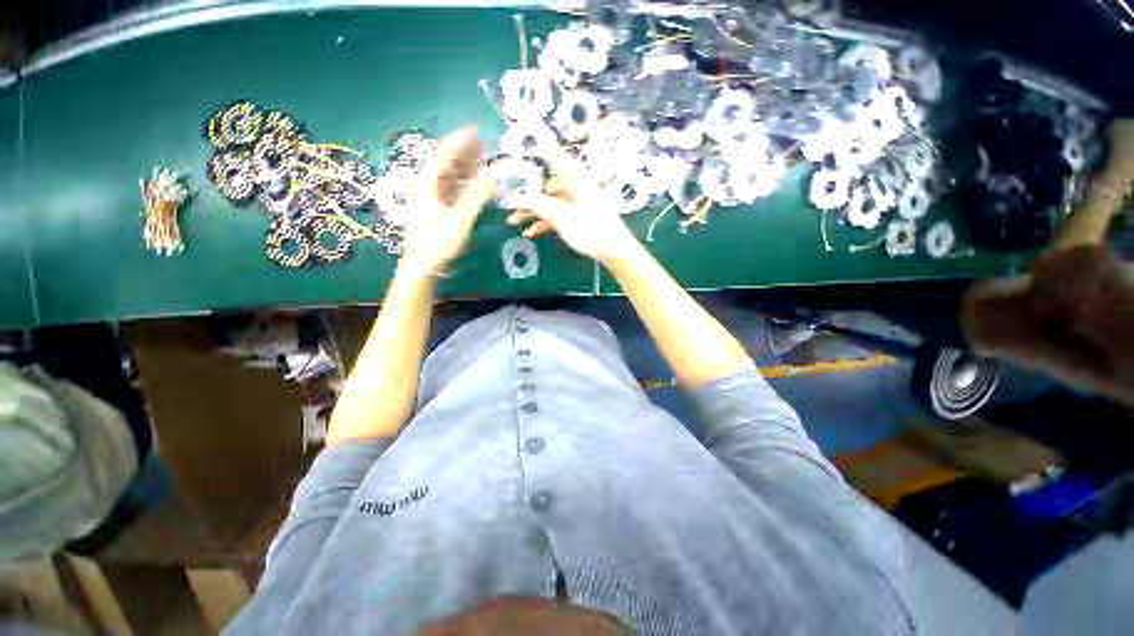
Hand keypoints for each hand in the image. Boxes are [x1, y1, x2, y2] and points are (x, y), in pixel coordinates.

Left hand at [400, 127, 495, 271]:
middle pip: (445, 162)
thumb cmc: (439, 242)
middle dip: (464, 152)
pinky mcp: (438, 208)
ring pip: (449, 175)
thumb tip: (493, 177)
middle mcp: (428, 187)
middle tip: (484, 145)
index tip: (475, 132)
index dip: (459, 142)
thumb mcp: (459, 220)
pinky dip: (465, 182)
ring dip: (465, 166)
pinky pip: (452, 187)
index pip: (443, 156)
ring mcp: (432, 198)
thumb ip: (476, 197)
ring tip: (483, 160)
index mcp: (428, 185)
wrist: (423, 265)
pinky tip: (475, 182)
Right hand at [506, 148, 639, 264]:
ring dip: (532, 212)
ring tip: (513, 222)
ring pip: (550, 202)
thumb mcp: (562, 218)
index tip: (524, 136)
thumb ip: (540, 205)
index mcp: (575, 179)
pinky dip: (544, 222)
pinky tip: (531, 232)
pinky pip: (558, 215)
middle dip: (527, 196)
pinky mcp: (579, 216)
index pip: (554, 156)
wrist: (615, 251)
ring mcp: (578, 203)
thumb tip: (519, 197)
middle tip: (507, 203)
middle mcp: (576, 187)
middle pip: (547, 186)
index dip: (539, 146)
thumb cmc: (590, 230)